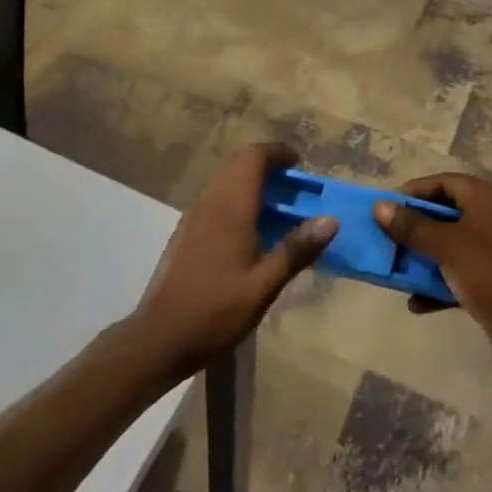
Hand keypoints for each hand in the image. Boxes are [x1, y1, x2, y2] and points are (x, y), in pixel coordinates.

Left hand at [129, 143, 336, 377]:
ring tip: (277, 203)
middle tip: (293, 184)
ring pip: (225, 177)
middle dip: (266, 163)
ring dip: (250, 178)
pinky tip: (250, 225)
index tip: (300, 165)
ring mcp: (195, 215)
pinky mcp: (187, 230)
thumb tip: (331, 220)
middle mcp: (211, 202)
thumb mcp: (264, 286)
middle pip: (238, 162)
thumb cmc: (216, 312)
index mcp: (231, 208)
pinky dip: (237, 194)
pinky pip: (216, 194)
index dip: (278, 153)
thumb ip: (296, 250)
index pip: (254, 158)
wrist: (160, 338)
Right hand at [375, 173, 491, 375]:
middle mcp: (489, 220)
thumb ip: (413, 227)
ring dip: (421, 259)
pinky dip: (435, 286)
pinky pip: (454, 276)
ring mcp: (490, 254)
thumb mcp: (447, 245)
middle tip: (385, 237)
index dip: (415, 191)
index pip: (445, 182)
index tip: (387, 207)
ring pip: (446, 247)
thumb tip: (380, 207)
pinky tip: (415, 303)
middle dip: (413, 228)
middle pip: (443, 214)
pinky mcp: (488, 284)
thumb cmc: (489, 273)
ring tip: (393, 271)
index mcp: (485, 200)